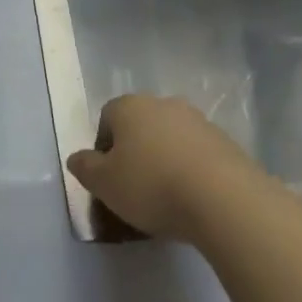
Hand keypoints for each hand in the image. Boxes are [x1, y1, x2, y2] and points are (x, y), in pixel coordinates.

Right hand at [66, 94, 266, 242]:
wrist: (222, 197)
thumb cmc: (151, 185)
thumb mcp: (105, 184)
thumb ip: (85, 169)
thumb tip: (77, 158)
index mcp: (129, 107)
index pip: (107, 118)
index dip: (104, 148)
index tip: (108, 178)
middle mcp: (162, 103)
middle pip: (140, 125)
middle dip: (136, 151)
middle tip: (136, 188)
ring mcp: (196, 120)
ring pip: (170, 137)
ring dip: (165, 159)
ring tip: (167, 197)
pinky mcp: (224, 141)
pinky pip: (197, 153)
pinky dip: (191, 169)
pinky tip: (193, 198)